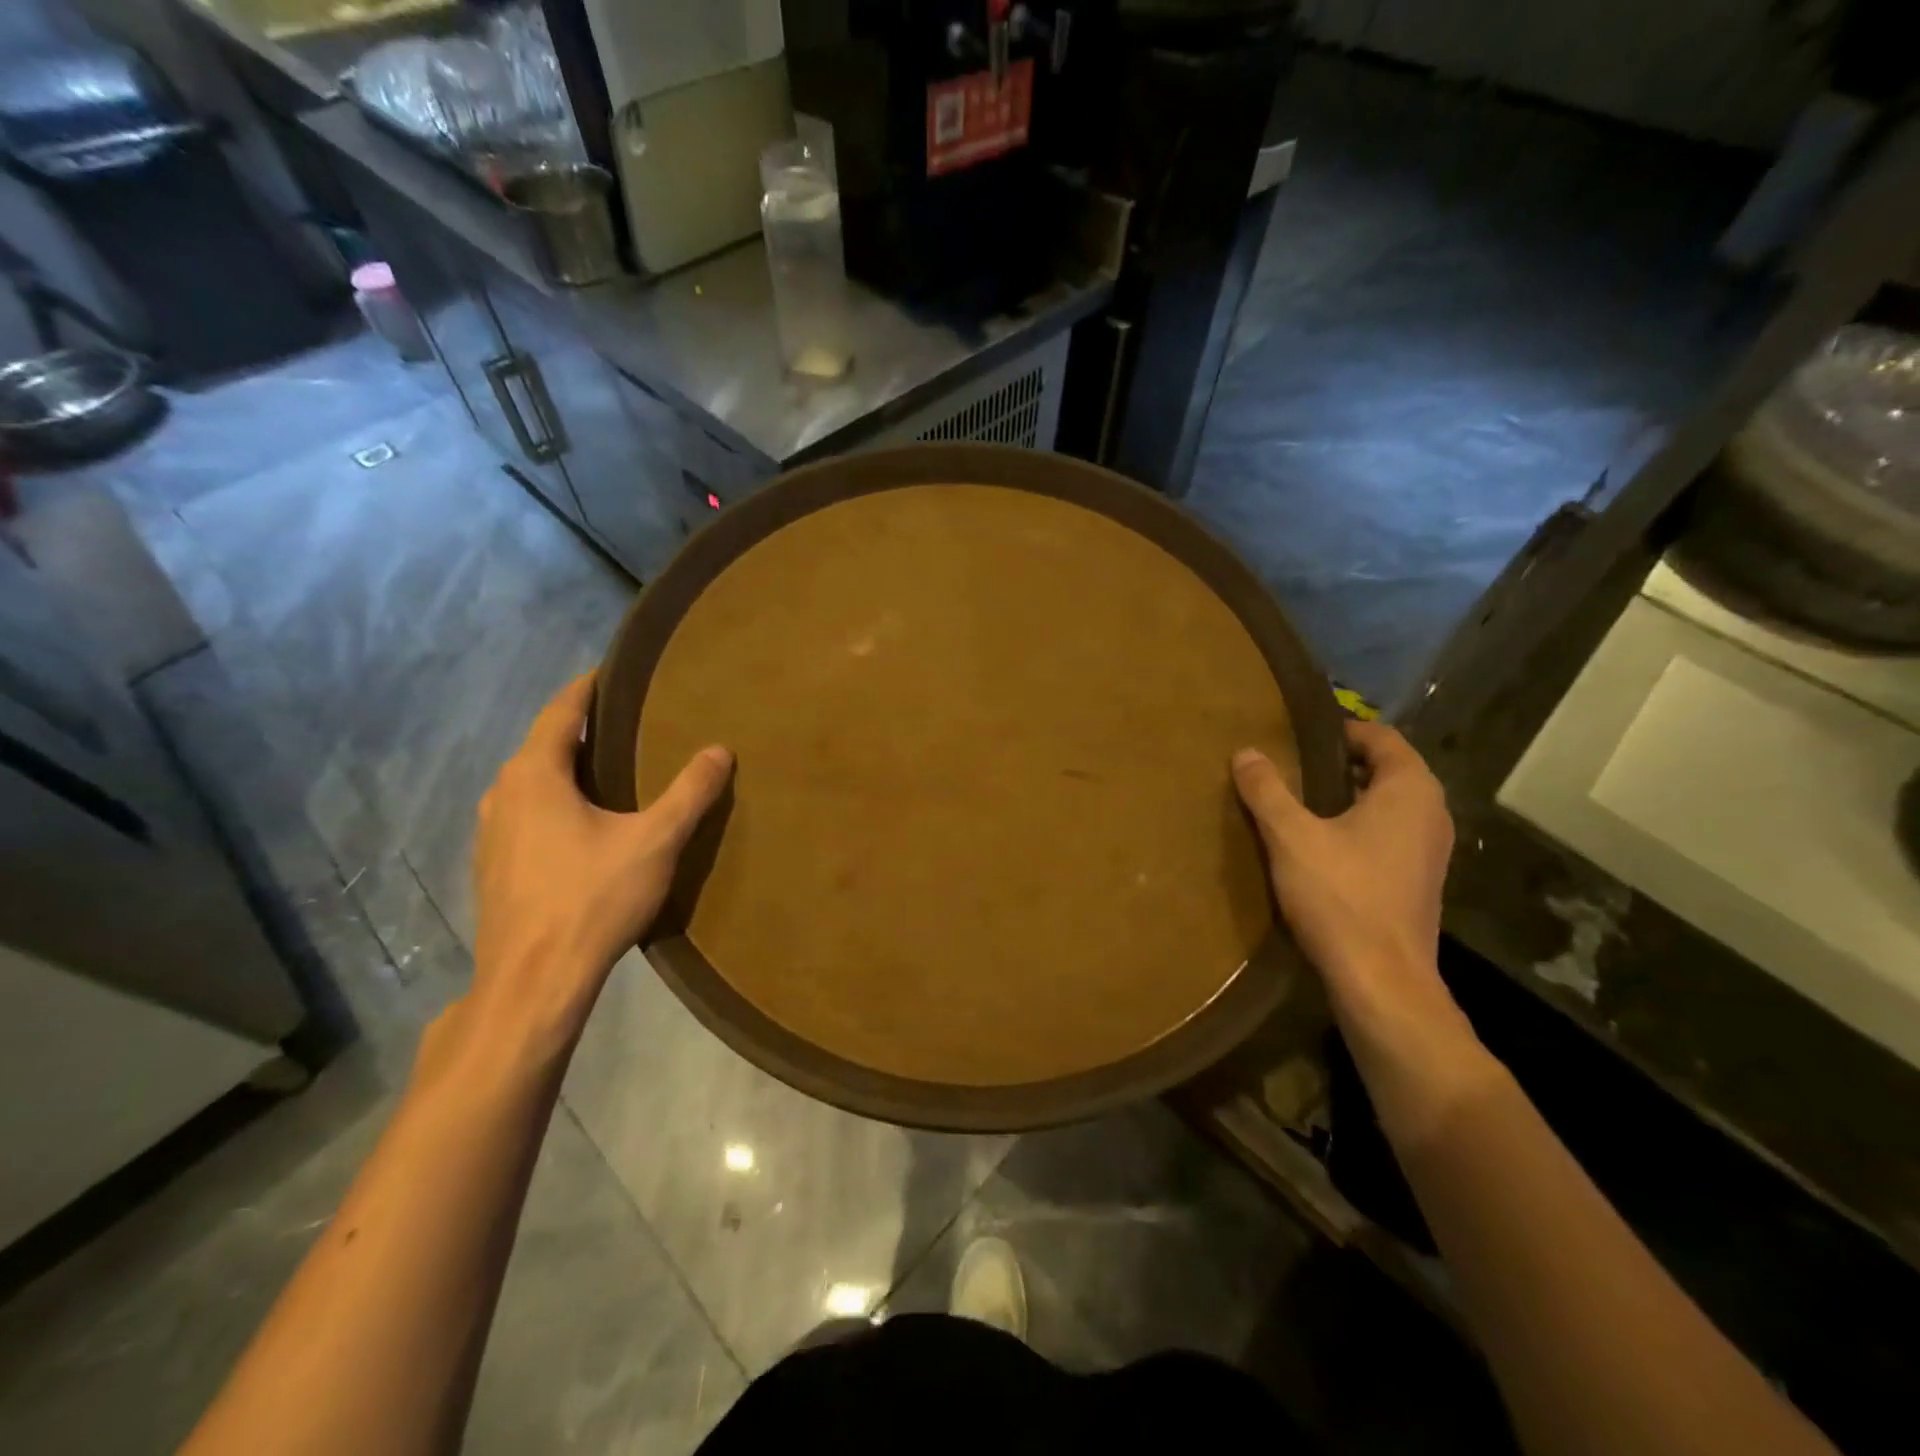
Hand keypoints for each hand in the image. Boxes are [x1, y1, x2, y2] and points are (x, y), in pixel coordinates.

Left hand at [463, 674, 731, 1062]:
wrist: (534, 981)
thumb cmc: (592, 898)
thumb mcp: (655, 840)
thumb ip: (690, 792)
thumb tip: (719, 750)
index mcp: (535, 775)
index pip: (559, 711)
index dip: (587, 689)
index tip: (612, 673)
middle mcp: (503, 795)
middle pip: (542, 746)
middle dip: (580, 730)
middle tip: (626, 723)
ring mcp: (490, 834)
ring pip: (531, 784)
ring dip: (564, 770)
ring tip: (608, 771)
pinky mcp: (493, 868)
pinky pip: (525, 816)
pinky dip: (554, 804)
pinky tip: (582, 826)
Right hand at [1233, 720, 1491, 1138]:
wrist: (1381, 981)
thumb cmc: (1341, 896)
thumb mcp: (1291, 837)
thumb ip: (1267, 790)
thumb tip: (1246, 752)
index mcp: (1409, 790)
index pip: (1381, 737)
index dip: (1339, 730)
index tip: (1296, 734)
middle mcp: (1430, 812)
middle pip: (1385, 769)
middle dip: (1338, 763)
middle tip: (1288, 764)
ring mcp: (1429, 850)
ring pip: (1386, 804)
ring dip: (1346, 797)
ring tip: (1296, 801)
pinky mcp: (1418, 880)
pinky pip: (1387, 834)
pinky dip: (1356, 826)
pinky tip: (1317, 845)